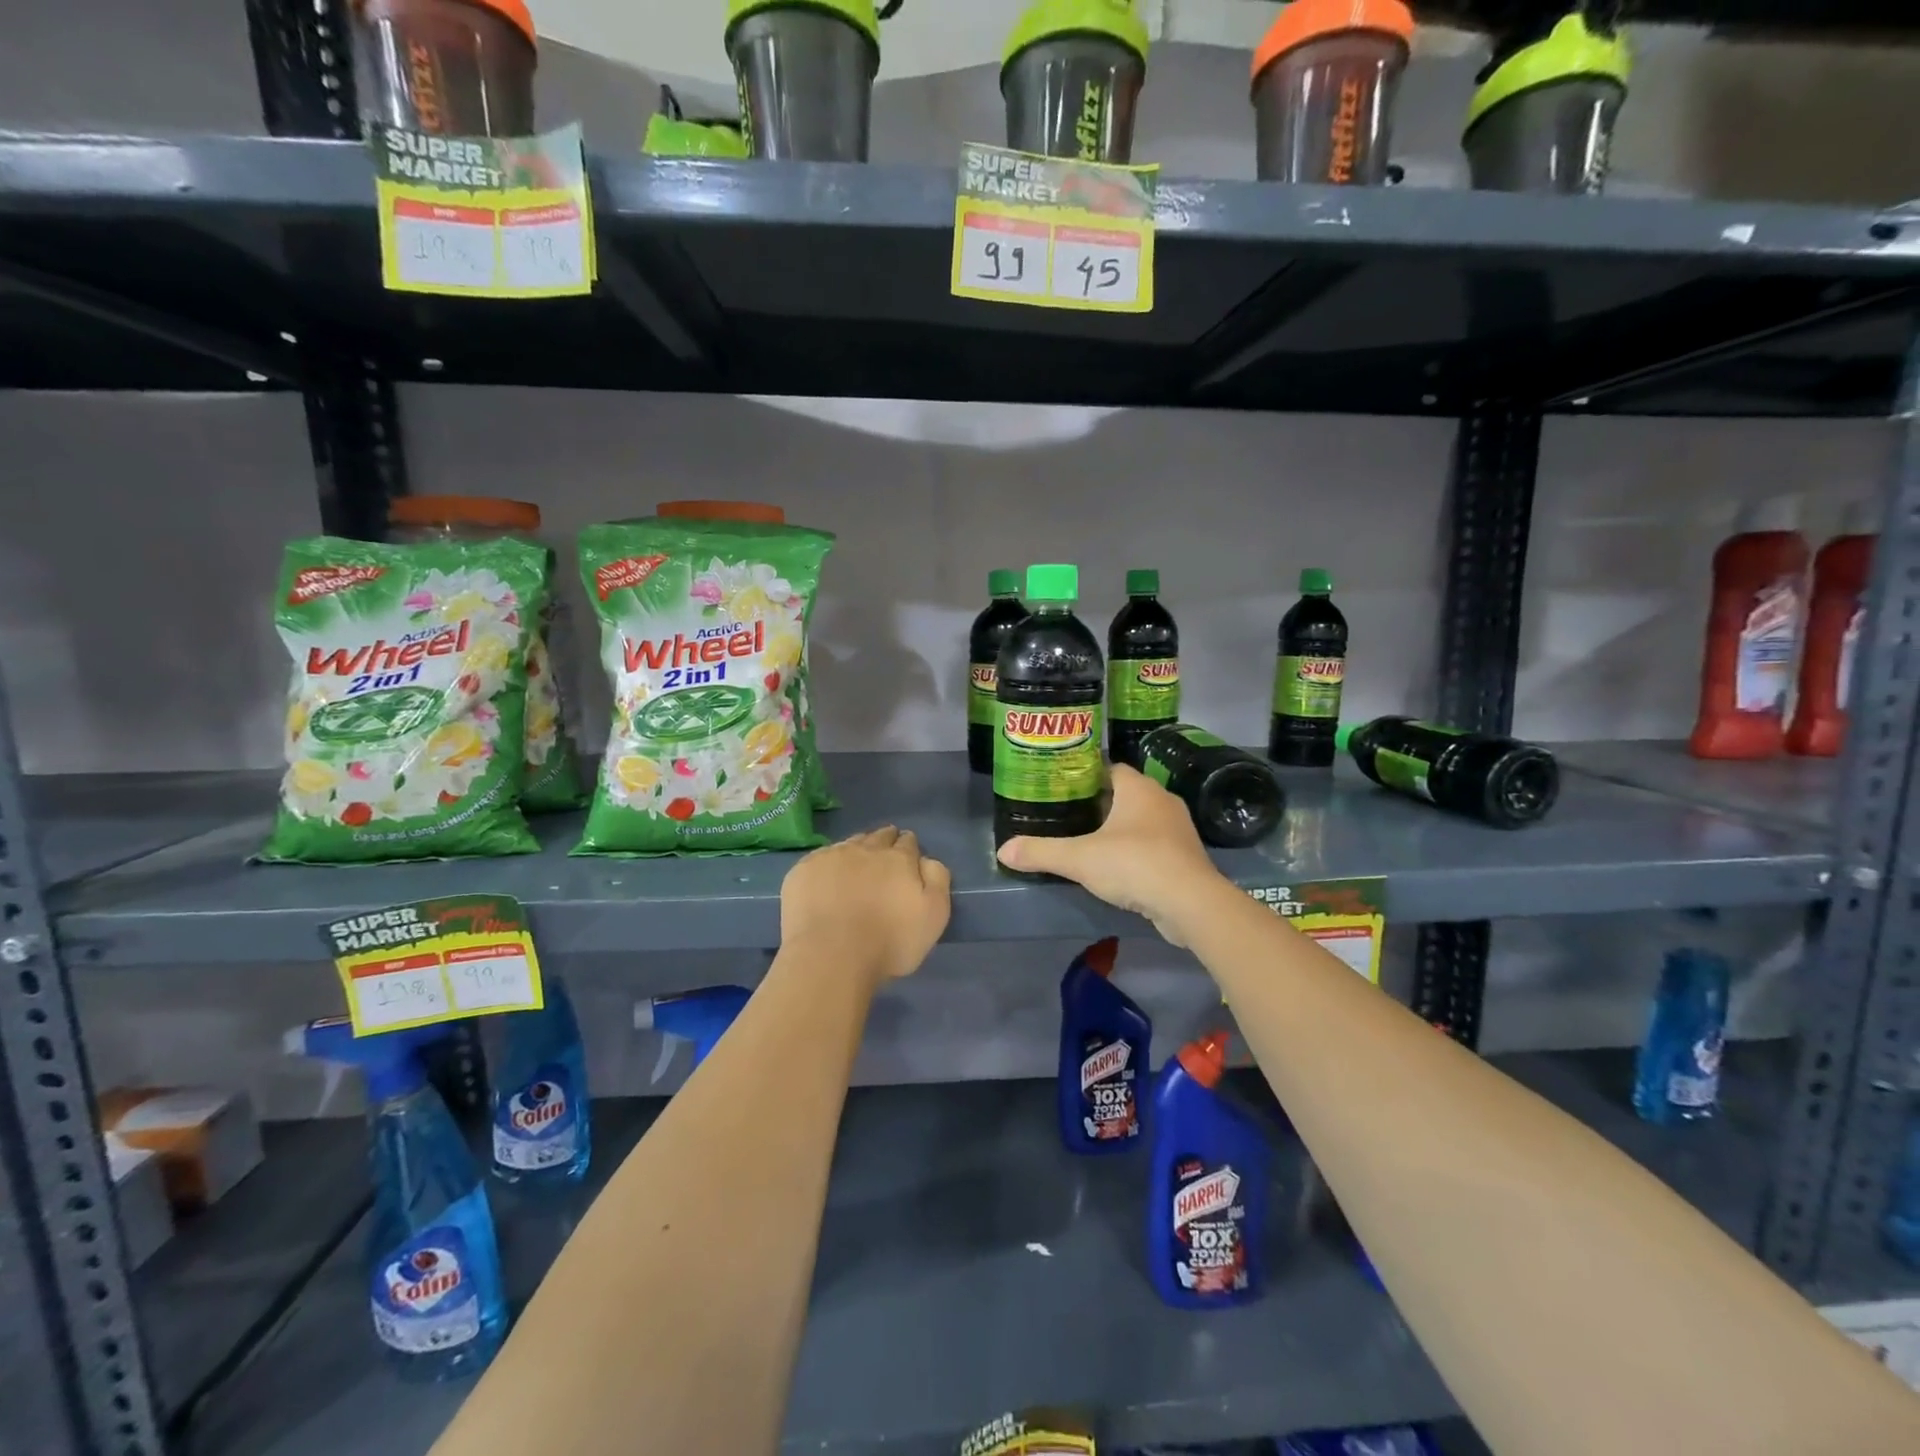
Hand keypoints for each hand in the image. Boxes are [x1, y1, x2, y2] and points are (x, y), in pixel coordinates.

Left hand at [780, 827, 951, 984]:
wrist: (830, 956)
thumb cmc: (889, 941)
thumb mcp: (934, 915)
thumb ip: (937, 880)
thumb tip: (927, 860)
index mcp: (899, 859)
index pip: (908, 842)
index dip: (909, 847)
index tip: (908, 855)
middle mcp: (866, 849)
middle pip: (879, 836)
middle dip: (885, 840)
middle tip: (885, 853)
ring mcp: (831, 856)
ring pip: (850, 843)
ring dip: (858, 849)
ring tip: (858, 862)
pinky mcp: (803, 870)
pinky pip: (821, 857)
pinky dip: (829, 863)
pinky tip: (827, 876)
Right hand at [995, 765, 1222, 944]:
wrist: (1191, 903)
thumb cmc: (1134, 864)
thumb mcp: (1079, 858)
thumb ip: (1041, 852)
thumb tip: (1002, 851)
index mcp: (1138, 788)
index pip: (1110, 768)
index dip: (1086, 775)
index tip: (1062, 787)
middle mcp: (1162, 800)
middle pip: (1125, 793)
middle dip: (1100, 802)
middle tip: (1069, 814)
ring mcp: (1178, 828)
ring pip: (1141, 819)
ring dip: (1120, 828)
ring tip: (1089, 840)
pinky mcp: (1185, 856)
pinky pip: (1155, 844)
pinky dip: (1136, 850)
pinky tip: (1118, 866)